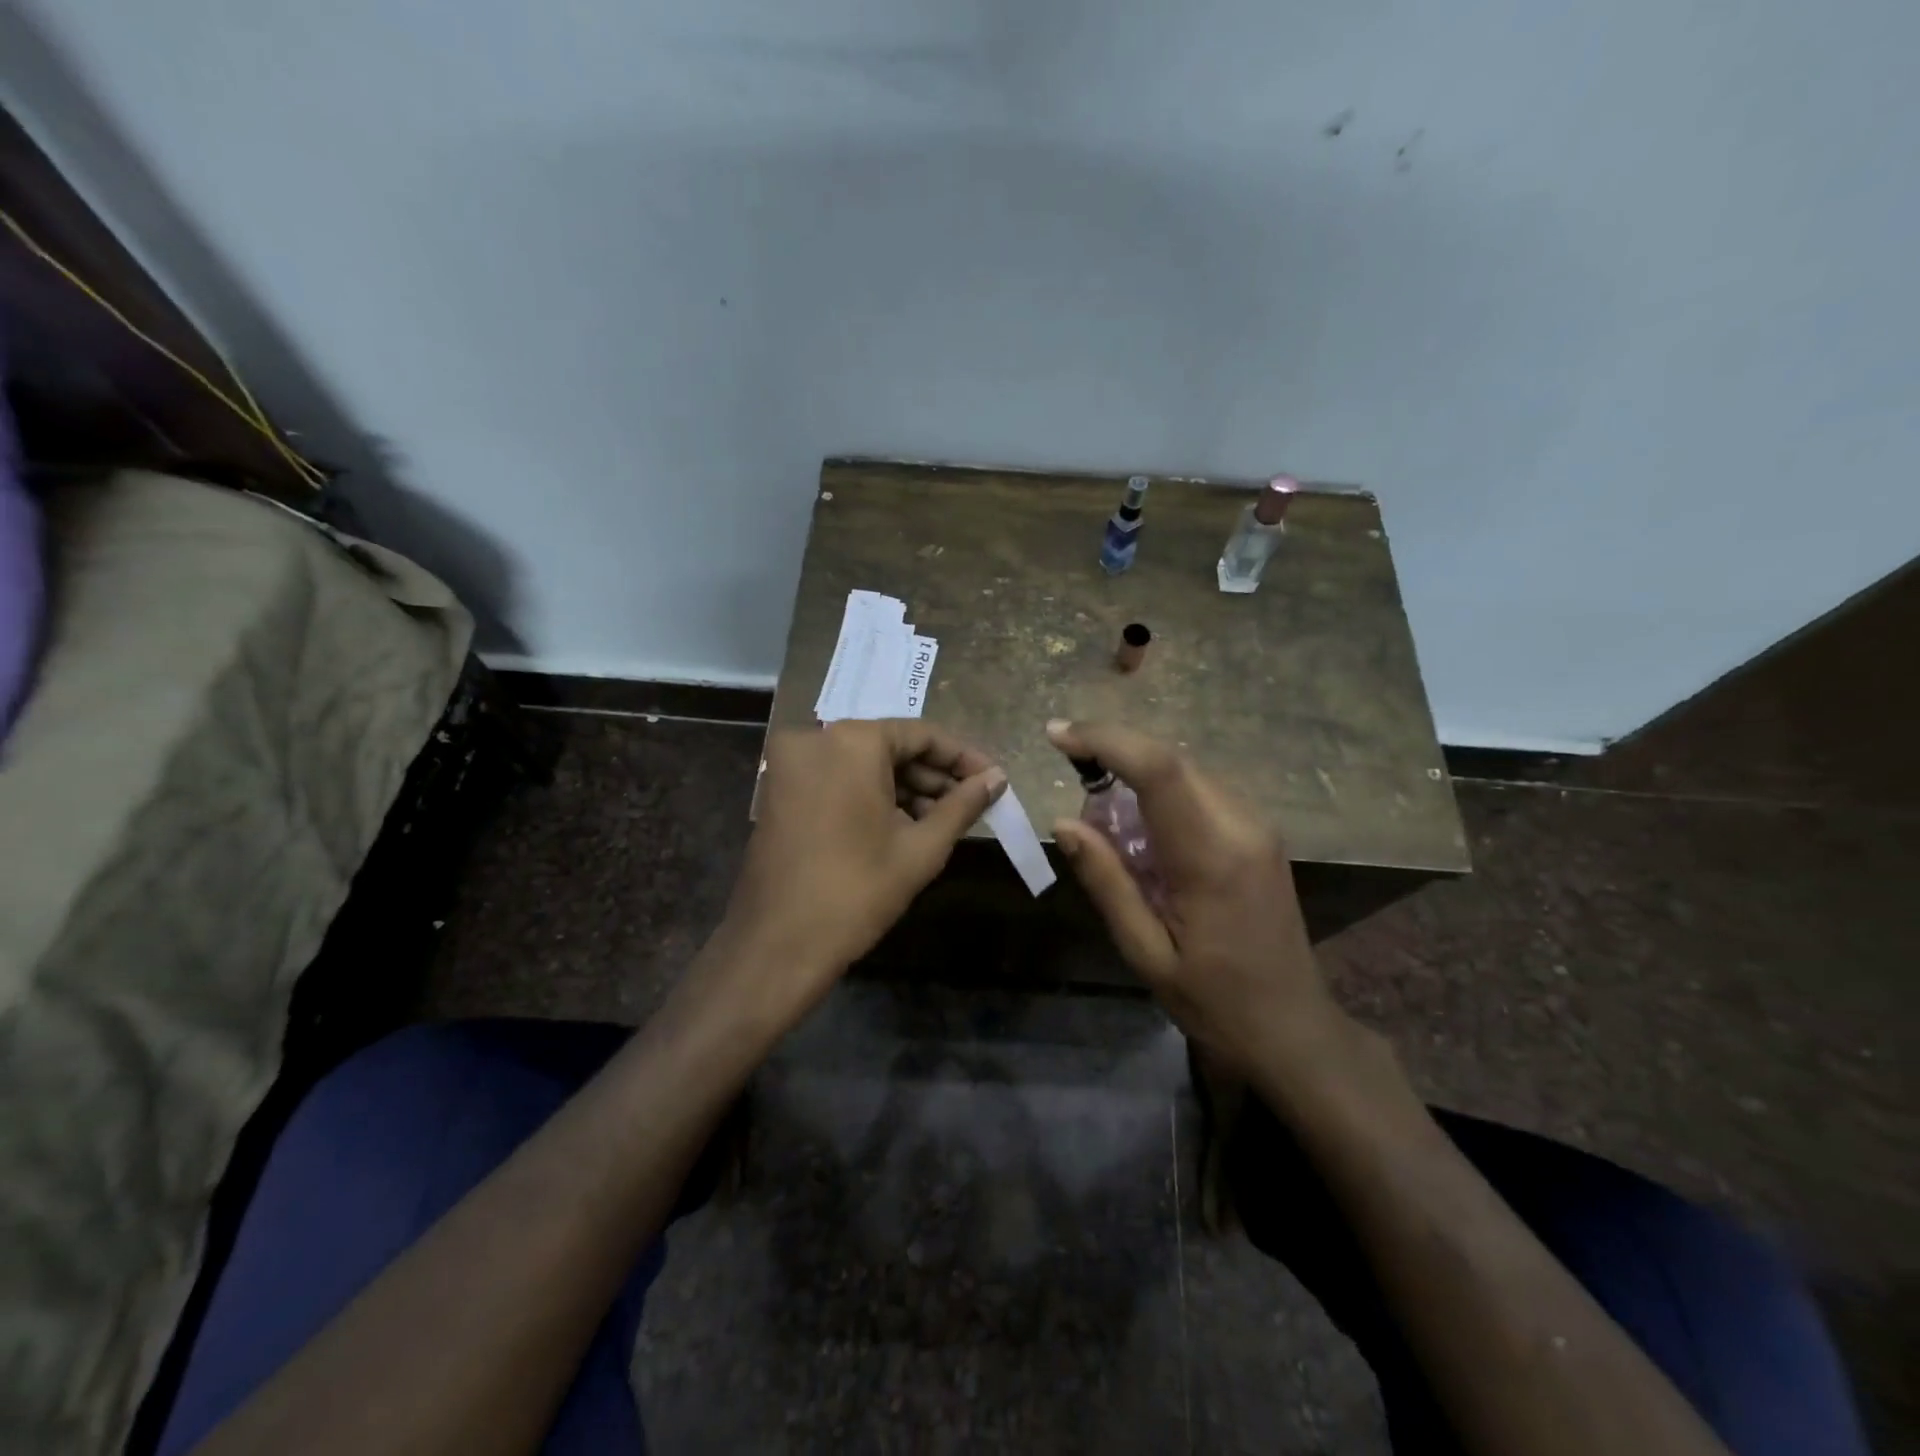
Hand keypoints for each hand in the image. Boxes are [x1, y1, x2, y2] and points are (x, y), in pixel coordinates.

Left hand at [715, 720, 1005, 1025]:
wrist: (778, 945)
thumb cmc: (858, 892)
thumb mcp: (921, 848)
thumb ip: (963, 804)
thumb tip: (997, 779)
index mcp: (851, 741)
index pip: (922, 735)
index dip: (963, 759)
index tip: (994, 780)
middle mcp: (815, 738)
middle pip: (891, 747)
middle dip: (933, 777)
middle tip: (971, 806)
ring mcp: (791, 764)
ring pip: (864, 764)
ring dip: (905, 789)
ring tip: (944, 822)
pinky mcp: (779, 790)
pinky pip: (838, 779)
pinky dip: (871, 796)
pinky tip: (904, 826)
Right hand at [1047, 720, 1351, 1078]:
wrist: (1294, 1027)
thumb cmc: (1215, 1002)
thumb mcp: (1145, 952)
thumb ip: (1106, 881)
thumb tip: (1063, 822)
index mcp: (1212, 856)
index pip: (1158, 769)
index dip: (1105, 740)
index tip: (1057, 736)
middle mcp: (1242, 825)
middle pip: (1171, 760)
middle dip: (1114, 755)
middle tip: (1074, 783)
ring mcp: (1258, 826)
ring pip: (1186, 771)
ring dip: (1137, 776)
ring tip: (1105, 822)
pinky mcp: (1260, 833)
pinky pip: (1201, 791)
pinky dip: (1161, 794)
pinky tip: (1143, 834)